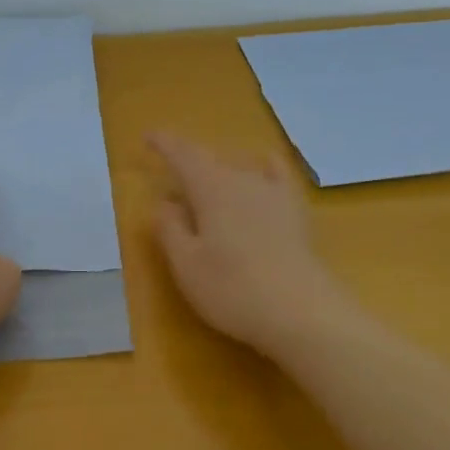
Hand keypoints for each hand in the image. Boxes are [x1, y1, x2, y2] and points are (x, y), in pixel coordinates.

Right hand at [149, 132, 363, 356]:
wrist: (302, 313)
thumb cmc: (232, 289)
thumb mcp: (186, 264)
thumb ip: (170, 228)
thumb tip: (165, 202)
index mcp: (210, 189)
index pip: (182, 155)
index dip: (164, 144)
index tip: (148, 136)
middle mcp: (242, 180)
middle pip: (210, 161)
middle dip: (188, 160)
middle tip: (170, 171)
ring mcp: (274, 194)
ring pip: (239, 169)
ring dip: (218, 170)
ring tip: (206, 182)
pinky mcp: (296, 212)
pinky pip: (279, 175)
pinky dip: (265, 166)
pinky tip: (263, 166)